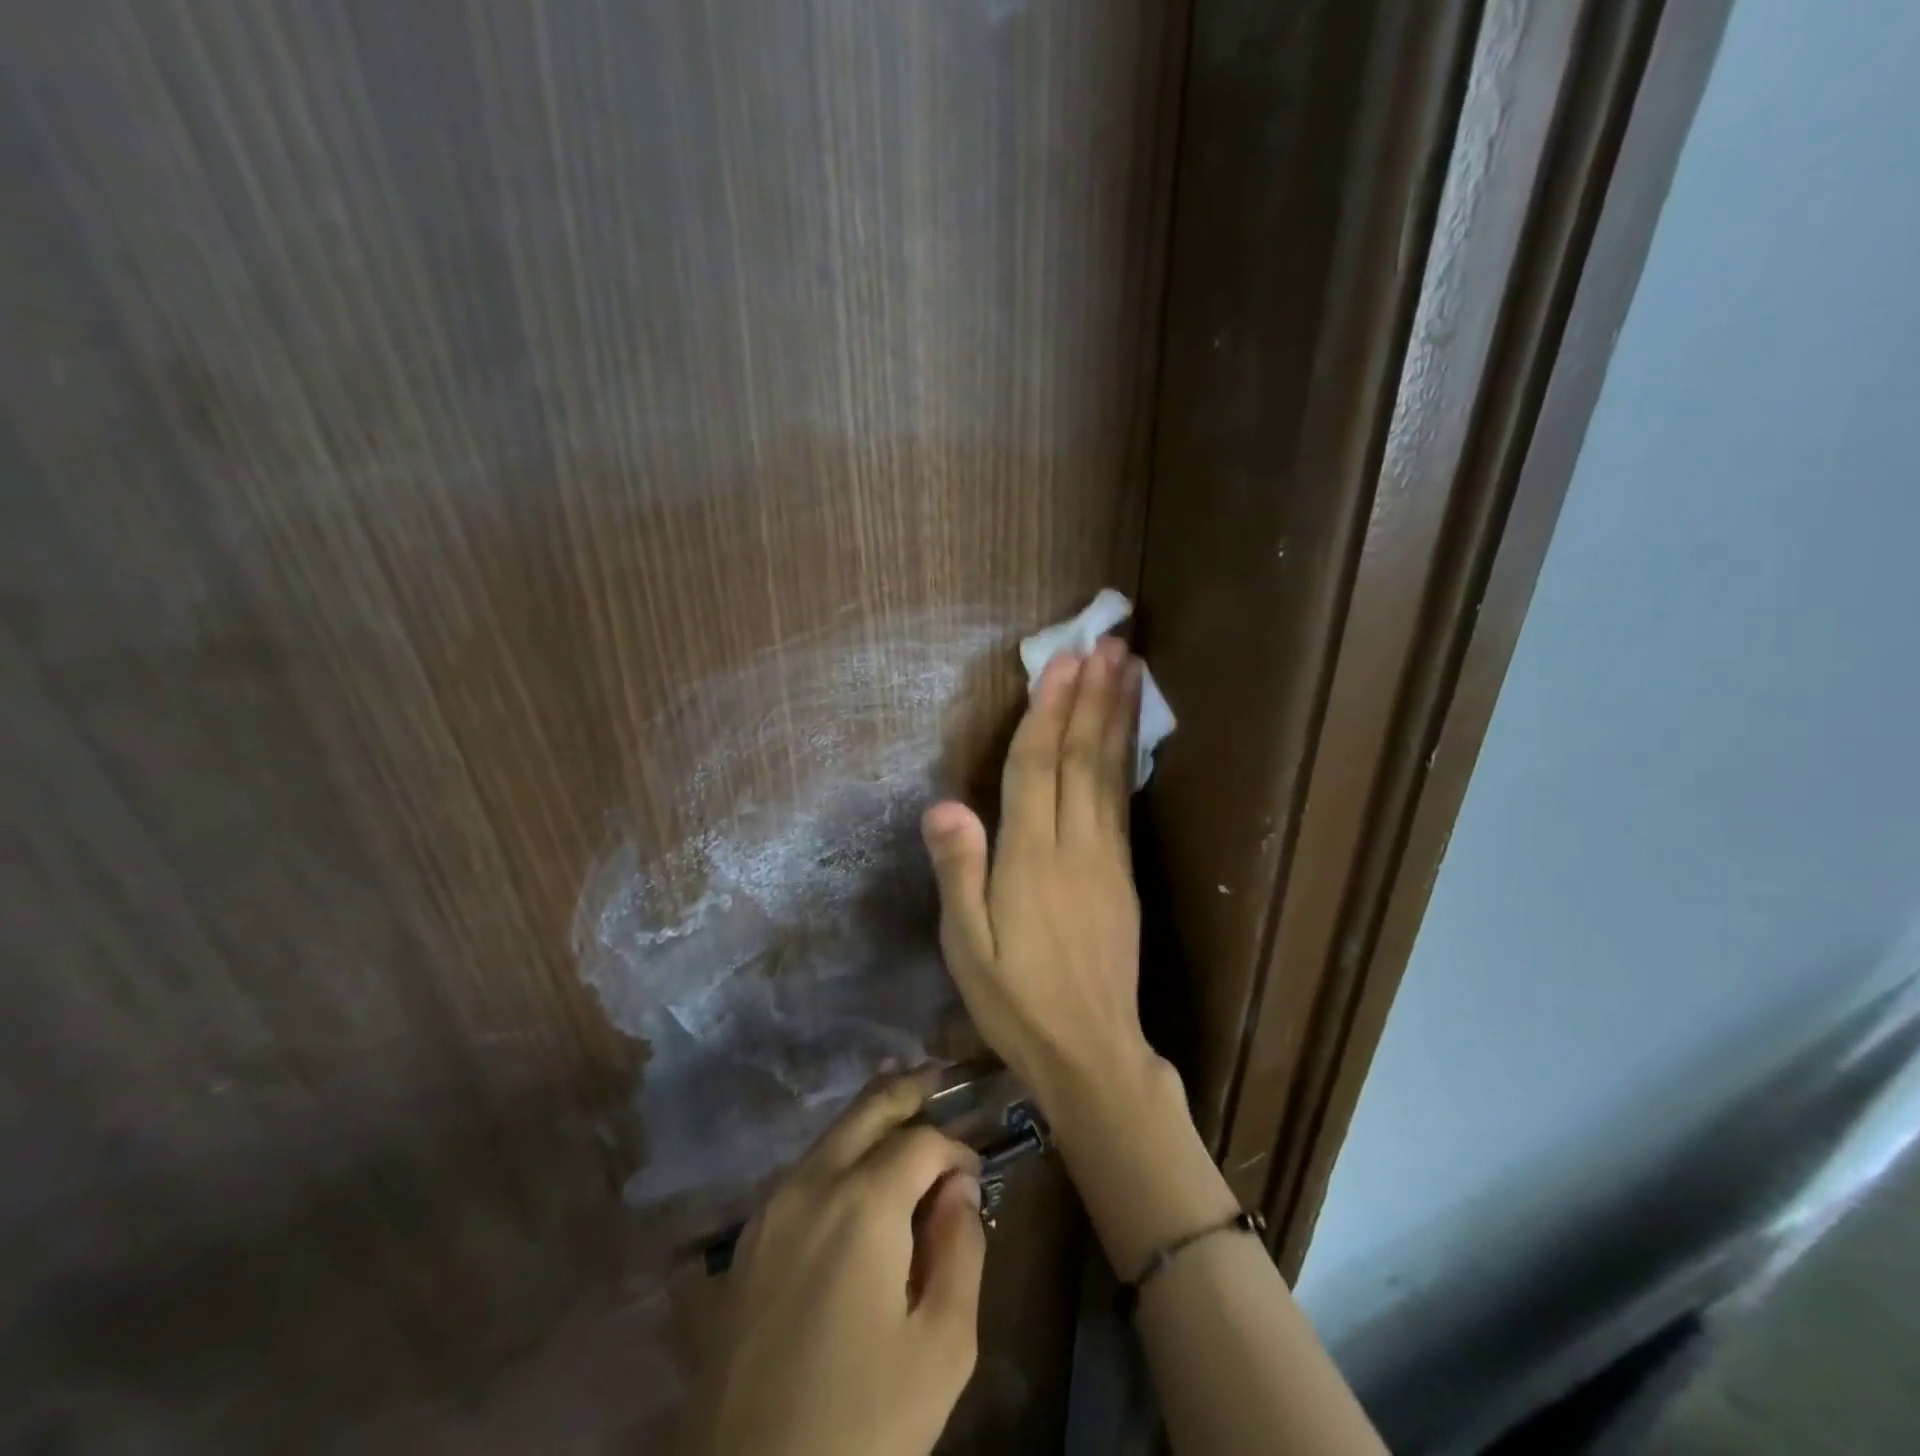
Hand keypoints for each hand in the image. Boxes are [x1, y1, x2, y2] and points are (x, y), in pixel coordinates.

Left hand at [700, 1070, 986, 1455]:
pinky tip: (858, 1170)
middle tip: (939, 1077)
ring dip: (871, 1117)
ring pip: (831, 1135)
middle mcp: (811, 1184)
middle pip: (867, 1110)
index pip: (921, 1141)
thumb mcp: (941, 1348)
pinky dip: (840, 1152)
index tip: (976, 1175)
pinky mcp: (748, 1241)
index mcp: (862, 1203)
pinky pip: (805, 1172)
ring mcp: (771, 1208)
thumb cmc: (860, 1425)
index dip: (956, 1148)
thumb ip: (961, 1250)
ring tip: (905, 1107)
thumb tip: (958, 1188)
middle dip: (908, 1089)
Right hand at [920, 636, 1156, 1112]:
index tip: (1062, 661)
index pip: (1036, 769)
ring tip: (1129, 668)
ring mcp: (1107, 858)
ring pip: (1110, 773)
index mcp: (1030, 859)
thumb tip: (944, 804)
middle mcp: (1074, 846)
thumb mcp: (967, 947)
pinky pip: (1122, 801)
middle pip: (1082, 758)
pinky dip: (1125, 757)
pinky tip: (1128, 733)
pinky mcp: (1124, 873)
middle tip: (1107, 643)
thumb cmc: (1016, 1002)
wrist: (1091, 1052)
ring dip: (1118, 716)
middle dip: (1092, 697)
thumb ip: (959, 872)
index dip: (1047, 712)